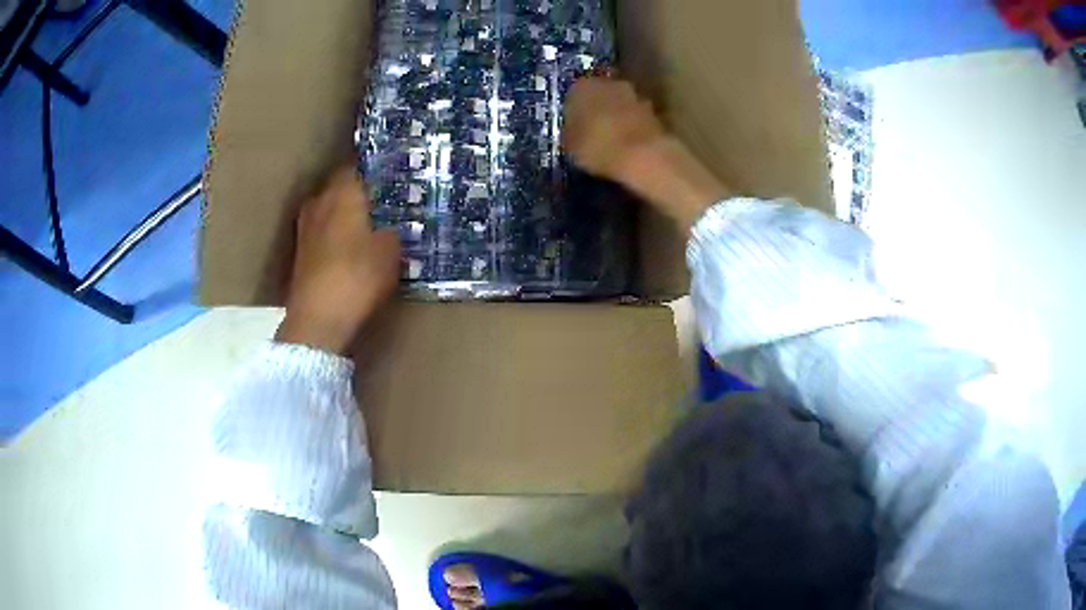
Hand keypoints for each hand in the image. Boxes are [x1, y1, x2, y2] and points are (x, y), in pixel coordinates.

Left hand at [276, 167, 401, 354]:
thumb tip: (389, 227)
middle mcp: (319, 202)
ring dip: (342, 215)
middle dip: (357, 193)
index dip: (374, 173)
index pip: (357, 167)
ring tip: (364, 227)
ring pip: (328, 210)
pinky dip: (332, 236)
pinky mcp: (298, 252)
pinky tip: (346, 250)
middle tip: (380, 204)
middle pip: (340, 187)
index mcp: (342, 192)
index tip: (390, 179)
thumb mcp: (391, 252)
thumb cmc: (357, 276)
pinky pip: (320, 232)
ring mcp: (304, 227)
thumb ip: (393, 231)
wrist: (318, 319)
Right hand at [563, 77, 729, 232]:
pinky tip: (629, 144)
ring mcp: (635, 95)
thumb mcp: (569, 145)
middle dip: (598, 109)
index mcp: (582, 86)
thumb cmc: (596, 147)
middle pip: (600, 94)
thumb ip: (570, 132)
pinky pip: (636, 118)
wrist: (642, 156)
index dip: (574, 110)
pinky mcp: (654, 111)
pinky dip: (633, 127)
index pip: (573, 93)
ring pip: (621, 104)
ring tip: (613, 139)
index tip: (574, 125)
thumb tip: (573, 132)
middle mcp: (609, 83)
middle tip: (593, 130)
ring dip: (618, 117)